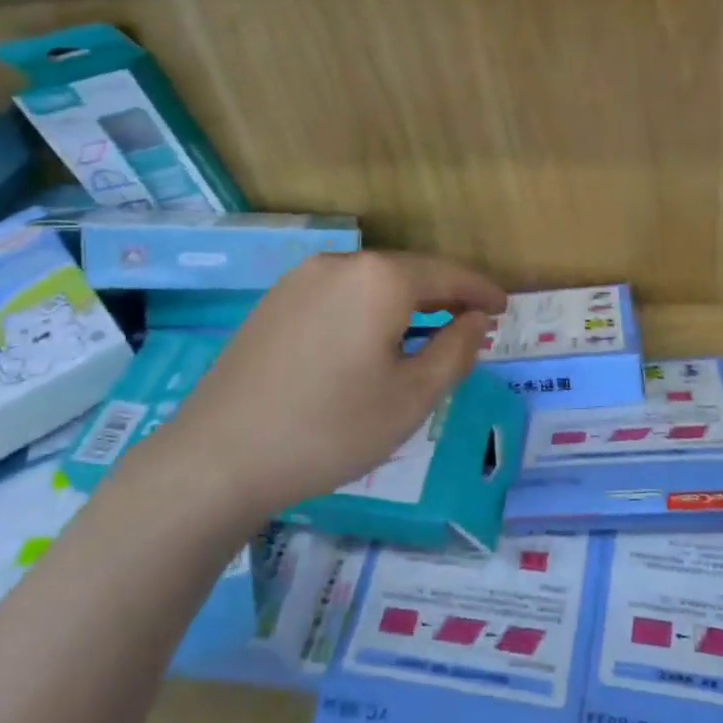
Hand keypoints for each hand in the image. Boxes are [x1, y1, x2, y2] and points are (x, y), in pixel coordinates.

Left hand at [146, 253, 505, 521]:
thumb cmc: (330, 429)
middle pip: (408, 273)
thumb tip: (475, 320)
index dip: (480, 290)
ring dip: (405, 304)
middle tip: (471, 324)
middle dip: (443, 296)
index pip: (447, 274)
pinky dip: (368, 311)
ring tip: (426, 335)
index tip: (504, 307)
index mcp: (379, 278)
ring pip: (371, 284)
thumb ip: (455, 351)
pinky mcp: (274, 303)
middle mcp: (340, 264)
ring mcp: (299, 280)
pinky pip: (338, 296)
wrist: (218, 458)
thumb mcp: (411, 398)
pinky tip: (369, 342)